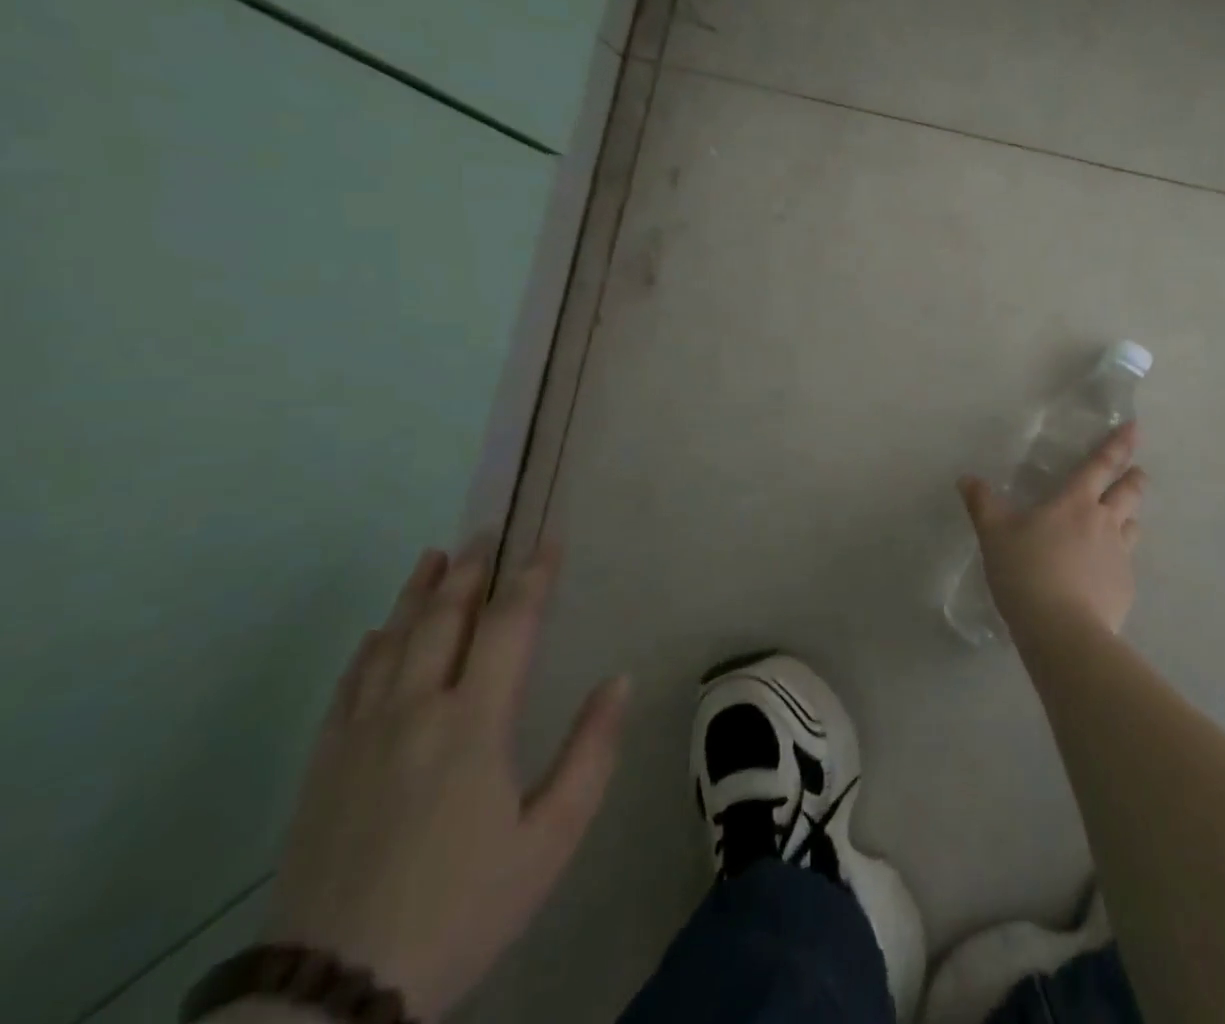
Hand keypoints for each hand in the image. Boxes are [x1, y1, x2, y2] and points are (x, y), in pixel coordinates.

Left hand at [251, 544, 627, 1021]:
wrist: (329, 997)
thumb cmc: (462, 907)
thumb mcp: (550, 839)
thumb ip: (591, 752)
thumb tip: (619, 680)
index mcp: (474, 723)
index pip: (510, 624)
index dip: (533, 576)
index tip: (549, 540)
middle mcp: (415, 712)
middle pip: (443, 619)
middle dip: (469, 569)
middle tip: (486, 530)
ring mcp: (361, 737)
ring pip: (391, 642)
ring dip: (416, 593)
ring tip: (435, 555)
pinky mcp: (323, 767)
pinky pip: (348, 686)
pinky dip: (369, 647)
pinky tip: (378, 632)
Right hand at [958, 422, 1146, 638]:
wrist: (1062, 631)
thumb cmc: (1026, 571)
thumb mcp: (994, 535)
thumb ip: (982, 504)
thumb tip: (966, 478)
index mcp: (1076, 502)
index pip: (1101, 465)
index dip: (1118, 444)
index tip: (1135, 428)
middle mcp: (1105, 522)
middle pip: (1129, 492)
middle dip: (1134, 478)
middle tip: (1136, 472)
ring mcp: (1120, 556)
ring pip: (1134, 526)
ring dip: (1130, 517)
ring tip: (1124, 519)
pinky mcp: (1125, 588)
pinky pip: (1126, 564)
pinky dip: (1118, 561)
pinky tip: (1103, 574)